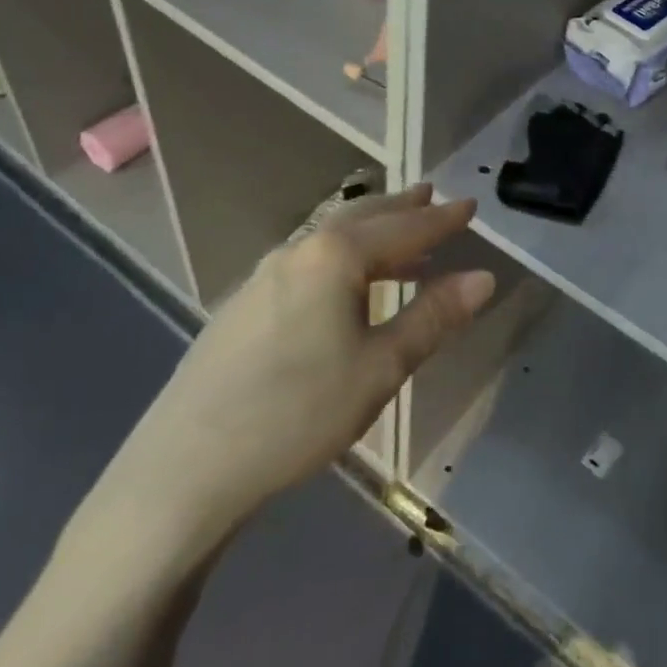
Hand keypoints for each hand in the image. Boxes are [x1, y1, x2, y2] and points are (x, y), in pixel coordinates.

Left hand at [89, 185, 494, 557]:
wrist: (183, 470)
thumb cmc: (297, 413)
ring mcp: (264, 275)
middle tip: (431, 196)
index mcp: (335, 256)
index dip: (441, 219)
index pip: (403, 227)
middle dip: (401, 208)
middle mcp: (298, 250)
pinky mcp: (243, 304)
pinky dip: (342, 257)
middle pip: (361, 218)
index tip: (471, 205)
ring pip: (330, 238)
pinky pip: (307, 260)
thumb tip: (483, 277)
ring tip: (401, 240)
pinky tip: (345, 285)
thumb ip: (433, 318)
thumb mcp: (380, 368)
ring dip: (370, 231)